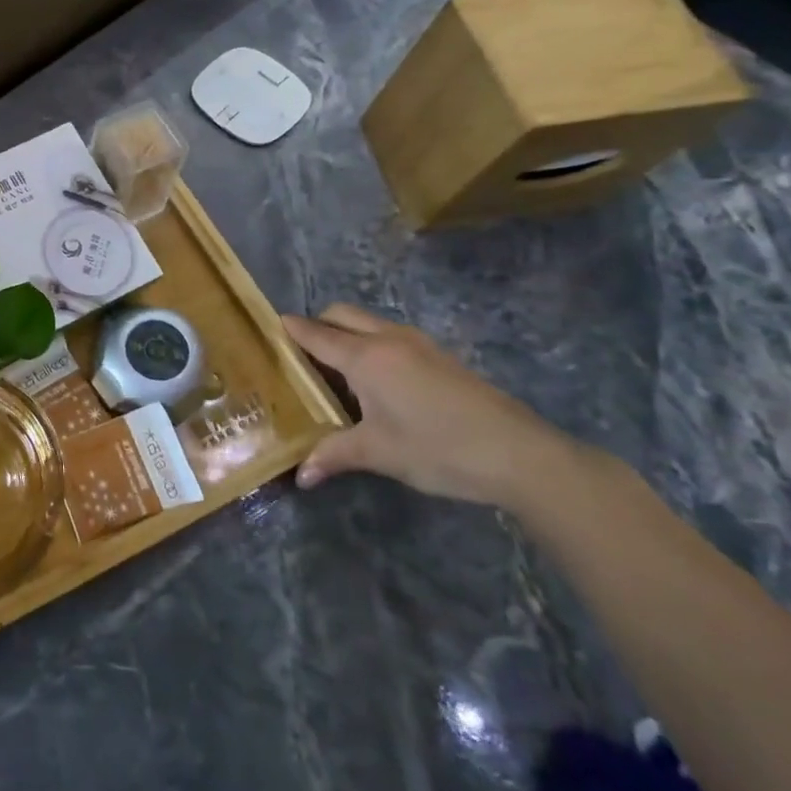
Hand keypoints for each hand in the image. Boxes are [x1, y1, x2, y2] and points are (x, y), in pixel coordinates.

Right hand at [282, 305, 582, 509]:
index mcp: (366, 357)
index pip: (316, 334)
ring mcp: (419, 344)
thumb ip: (334, 455)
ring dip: (347, 333)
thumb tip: (301, 475)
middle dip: (317, 324)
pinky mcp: (441, 356)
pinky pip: (391, 335)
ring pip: (369, 322)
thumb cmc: (438, 448)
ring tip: (335, 370)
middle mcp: (388, 339)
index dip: (290, 329)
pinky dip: (372, 344)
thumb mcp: (379, 453)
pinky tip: (377, 382)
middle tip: (301, 355)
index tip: (269, 328)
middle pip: (341, 314)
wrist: (521, 455)